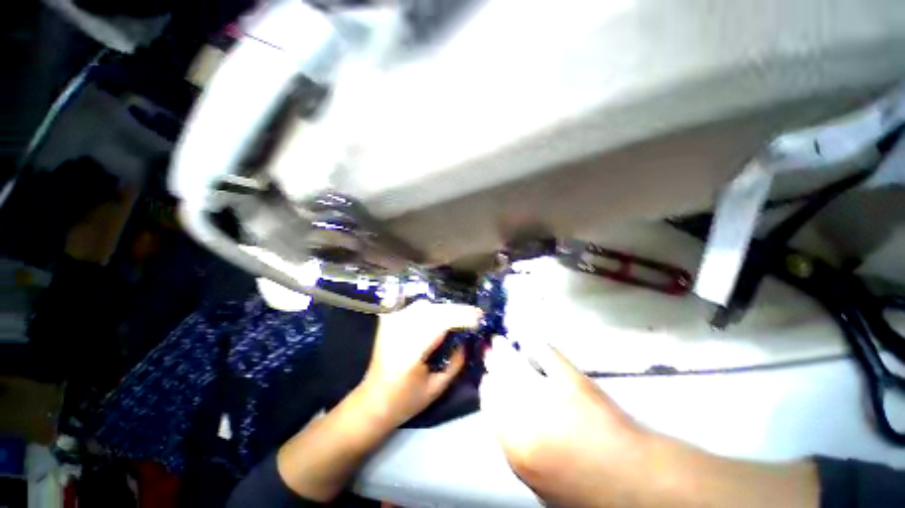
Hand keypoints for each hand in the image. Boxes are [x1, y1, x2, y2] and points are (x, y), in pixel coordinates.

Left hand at [357, 300, 481, 428]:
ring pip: (425, 306)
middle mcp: (398, 332)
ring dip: (446, 309)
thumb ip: (455, 363)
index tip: (479, 317)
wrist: (372, 401)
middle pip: (433, 310)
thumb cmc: (405, 401)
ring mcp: (391, 323)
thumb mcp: (436, 388)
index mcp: (409, 352)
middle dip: (457, 310)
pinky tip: (442, 315)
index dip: (461, 316)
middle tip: (476, 314)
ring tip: (461, 316)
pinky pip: (415, 308)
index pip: (439, 323)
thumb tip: (466, 340)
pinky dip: (432, 309)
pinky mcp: (389, 321)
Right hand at [481, 338, 819, 507]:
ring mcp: (548, 397)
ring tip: (499, 341)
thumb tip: (503, 416)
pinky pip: (546, 356)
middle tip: (490, 352)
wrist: (636, 483)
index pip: (489, 406)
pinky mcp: (572, 383)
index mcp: (515, 448)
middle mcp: (524, 419)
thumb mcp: (541, 481)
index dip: (488, 389)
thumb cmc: (586, 489)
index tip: (487, 378)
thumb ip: (517, 447)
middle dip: (492, 365)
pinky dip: (535, 344)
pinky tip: (528, 336)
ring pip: (515, 365)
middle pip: (498, 381)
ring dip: (505, 351)